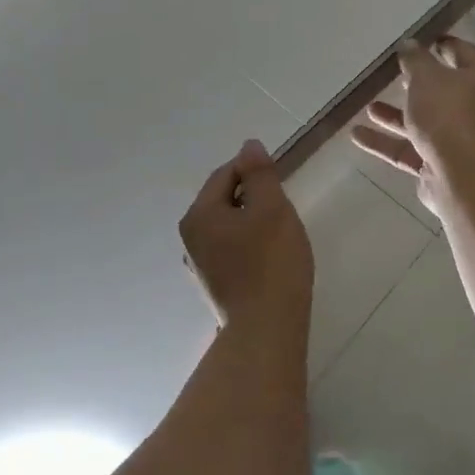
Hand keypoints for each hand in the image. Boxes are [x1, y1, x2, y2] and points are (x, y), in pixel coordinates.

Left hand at [180, 140, 313, 333]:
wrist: (267, 329)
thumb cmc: (271, 262)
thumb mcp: (271, 208)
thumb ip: (259, 174)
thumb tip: (249, 145)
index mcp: (199, 215)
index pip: (225, 175)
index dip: (253, 169)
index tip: (280, 178)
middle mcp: (190, 238)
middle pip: (223, 201)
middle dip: (253, 197)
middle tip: (283, 207)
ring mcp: (199, 266)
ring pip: (228, 227)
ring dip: (252, 222)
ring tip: (280, 232)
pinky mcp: (214, 287)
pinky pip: (231, 251)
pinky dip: (250, 246)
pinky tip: (270, 258)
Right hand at [351, 38, 474, 209]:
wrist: (463, 176)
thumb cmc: (451, 114)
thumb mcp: (427, 77)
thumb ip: (415, 59)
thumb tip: (409, 44)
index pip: (464, 54)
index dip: (440, 46)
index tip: (419, 40)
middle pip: (446, 93)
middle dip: (417, 86)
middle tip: (394, 75)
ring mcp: (464, 142)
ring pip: (426, 124)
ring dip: (397, 117)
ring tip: (368, 108)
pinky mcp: (443, 168)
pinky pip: (413, 150)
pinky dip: (388, 143)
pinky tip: (357, 136)